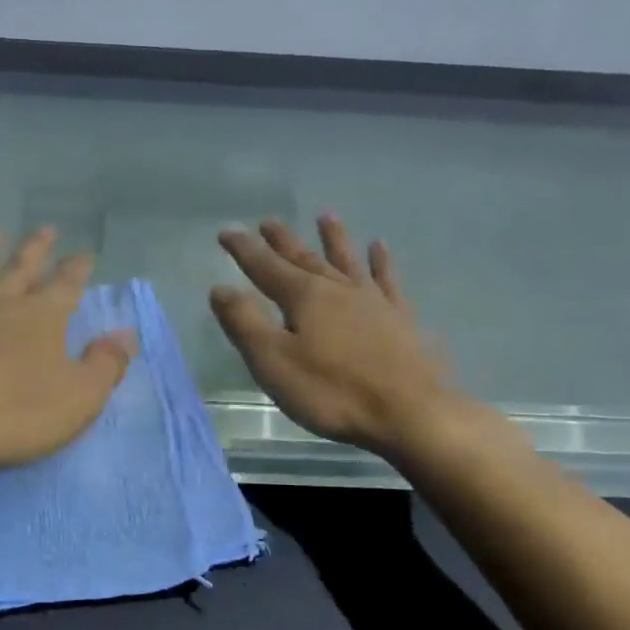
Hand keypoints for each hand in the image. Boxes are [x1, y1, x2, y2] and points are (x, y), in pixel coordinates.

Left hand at [0, 228, 135, 484]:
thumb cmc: (11, 413)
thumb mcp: (77, 399)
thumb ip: (106, 365)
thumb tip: (127, 335)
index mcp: (42, 315)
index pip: (67, 283)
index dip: (78, 268)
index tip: (84, 254)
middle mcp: (0, 299)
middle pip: (22, 265)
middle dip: (37, 247)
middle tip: (45, 229)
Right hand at [211, 216, 456, 459]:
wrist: (409, 412)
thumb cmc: (332, 391)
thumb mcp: (274, 361)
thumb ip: (245, 323)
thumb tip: (220, 288)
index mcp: (304, 297)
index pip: (265, 266)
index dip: (244, 249)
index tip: (227, 231)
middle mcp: (338, 289)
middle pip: (305, 258)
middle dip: (283, 241)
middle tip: (268, 221)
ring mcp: (373, 301)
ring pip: (347, 261)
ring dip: (334, 238)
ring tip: (326, 216)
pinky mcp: (400, 319)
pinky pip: (388, 280)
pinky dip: (381, 262)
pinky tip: (379, 248)